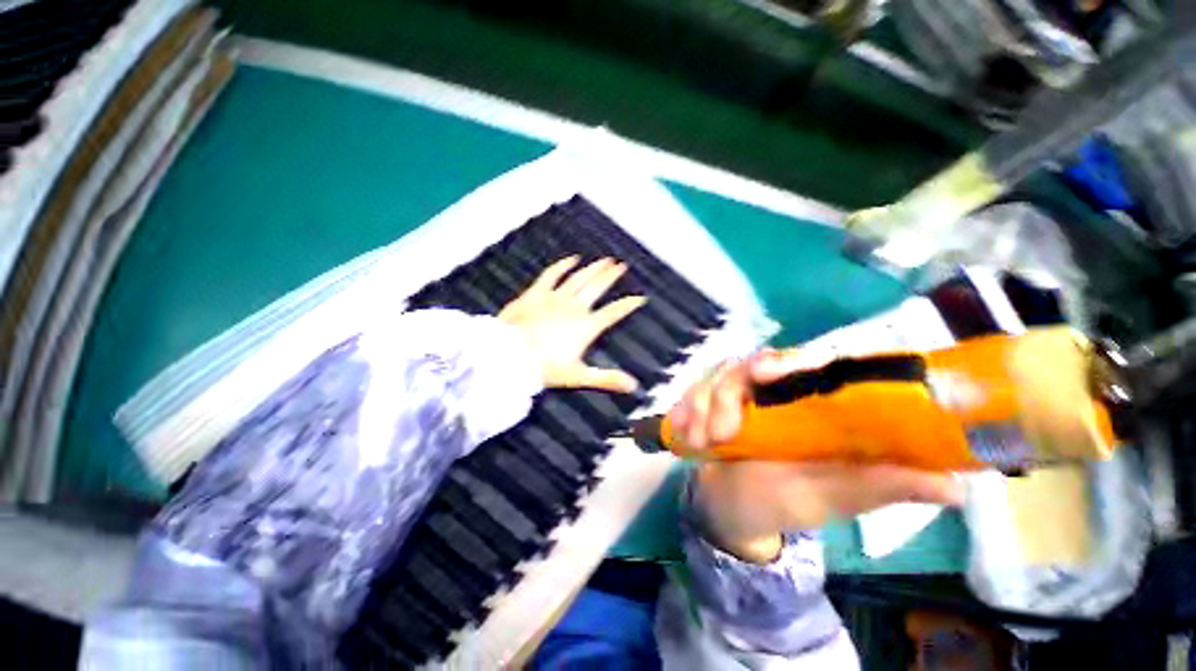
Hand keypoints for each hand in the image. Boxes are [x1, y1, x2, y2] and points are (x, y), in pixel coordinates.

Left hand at [499, 256, 646, 392]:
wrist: (510, 356)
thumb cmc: (544, 368)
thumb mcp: (578, 376)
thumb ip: (607, 378)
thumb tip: (633, 387)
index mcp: (586, 326)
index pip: (613, 312)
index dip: (628, 305)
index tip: (640, 298)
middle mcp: (574, 307)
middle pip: (597, 287)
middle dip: (611, 276)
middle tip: (622, 266)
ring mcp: (555, 297)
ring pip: (579, 278)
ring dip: (593, 268)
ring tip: (605, 260)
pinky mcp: (537, 293)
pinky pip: (552, 275)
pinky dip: (563, 266)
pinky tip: (571, 259)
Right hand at [669, 350, 964, 562]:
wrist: (733, 510)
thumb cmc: (785, 504)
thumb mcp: (832, 498)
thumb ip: (881, 487)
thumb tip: (957, 486)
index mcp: (811, 406)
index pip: (808, 365)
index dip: (791, 360)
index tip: (770, 374)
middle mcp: (774, 393)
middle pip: (750, 364)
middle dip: (727, 393)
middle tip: (720, 433)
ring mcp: (737, 396)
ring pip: (715, 377)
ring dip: (701, 407)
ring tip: (700, 443)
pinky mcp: (709, 402)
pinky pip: (691, 392)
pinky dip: (683, 411)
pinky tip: (683, 435)